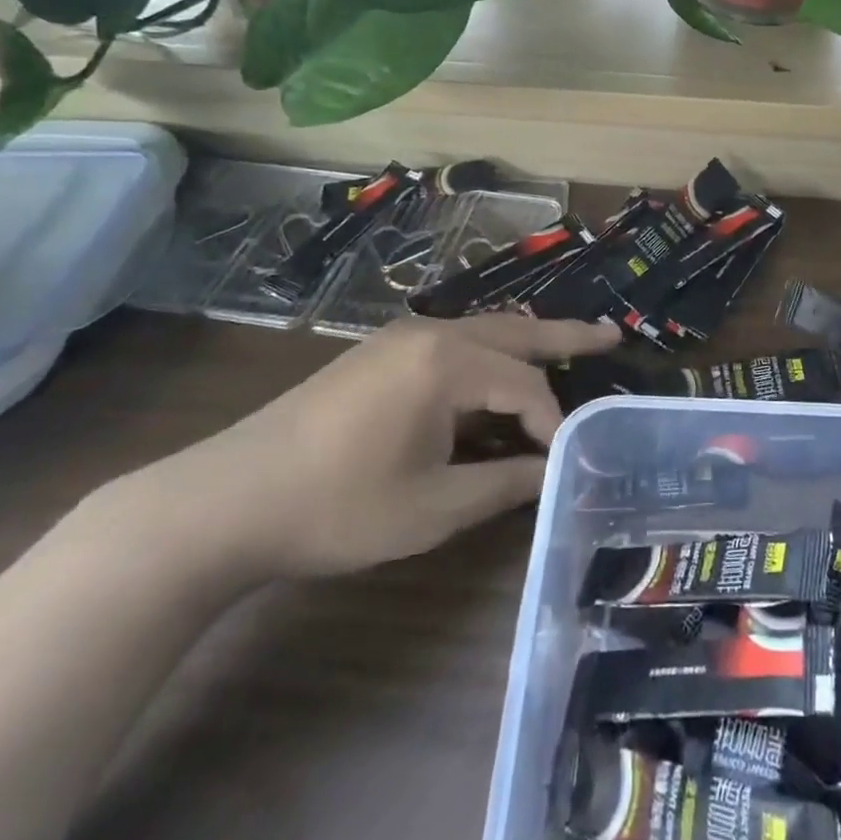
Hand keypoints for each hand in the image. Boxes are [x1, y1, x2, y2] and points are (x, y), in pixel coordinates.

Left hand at [126, 315, 619, 582]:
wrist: (228, 498)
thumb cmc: (338, 506)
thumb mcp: (432, 507)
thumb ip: (502, 484)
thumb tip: (550, 471)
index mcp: (448, 363)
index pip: (525, 386)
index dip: (553, 424)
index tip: (567, 461)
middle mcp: (431, 334)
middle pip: (514, 332)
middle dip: (566, 336)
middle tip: (612, 335)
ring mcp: (401, 339)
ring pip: (483, 332)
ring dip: (526, 342)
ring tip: (568, 347)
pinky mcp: (378, 353)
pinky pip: (453, 343)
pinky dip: (488, 354)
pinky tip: (496, 371)